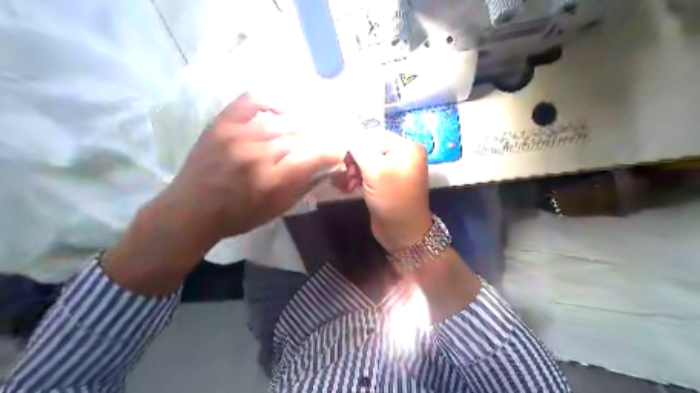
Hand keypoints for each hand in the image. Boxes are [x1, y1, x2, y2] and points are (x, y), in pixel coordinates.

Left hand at [159, 93, 343, 242]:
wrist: (191, 210)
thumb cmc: (238, 216)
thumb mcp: (278, 209)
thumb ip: (304, 186)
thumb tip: (328, 167)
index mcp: (272, 181)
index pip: (314, 157)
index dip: (332, 153)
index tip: (339, 153)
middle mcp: (258, 154)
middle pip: (300, 137)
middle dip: (317, 140)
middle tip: (322, 144)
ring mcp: (238, 135)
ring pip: (282, 121)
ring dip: (300, 126)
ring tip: (306, 131)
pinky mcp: (222, 124)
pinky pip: (252, 100)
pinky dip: (272, 102)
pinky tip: (282, 110)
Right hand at [340, 131, 432, 253]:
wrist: (403, 232)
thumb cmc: (392, 199)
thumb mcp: (375, 171)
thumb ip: (360, 150)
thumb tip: (348, 139)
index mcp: (407, 147)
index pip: (375, 136)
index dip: (357, 145)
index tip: (342, 159)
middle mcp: (404, 154)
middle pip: (372, 147)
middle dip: (355, 160)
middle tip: (347, 174)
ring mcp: (397, 169)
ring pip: (369, 161)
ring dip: (355, 170)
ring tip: (348, 183)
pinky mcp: (389, 182)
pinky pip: (371, 172)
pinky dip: (359, 178)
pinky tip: (350, 186)